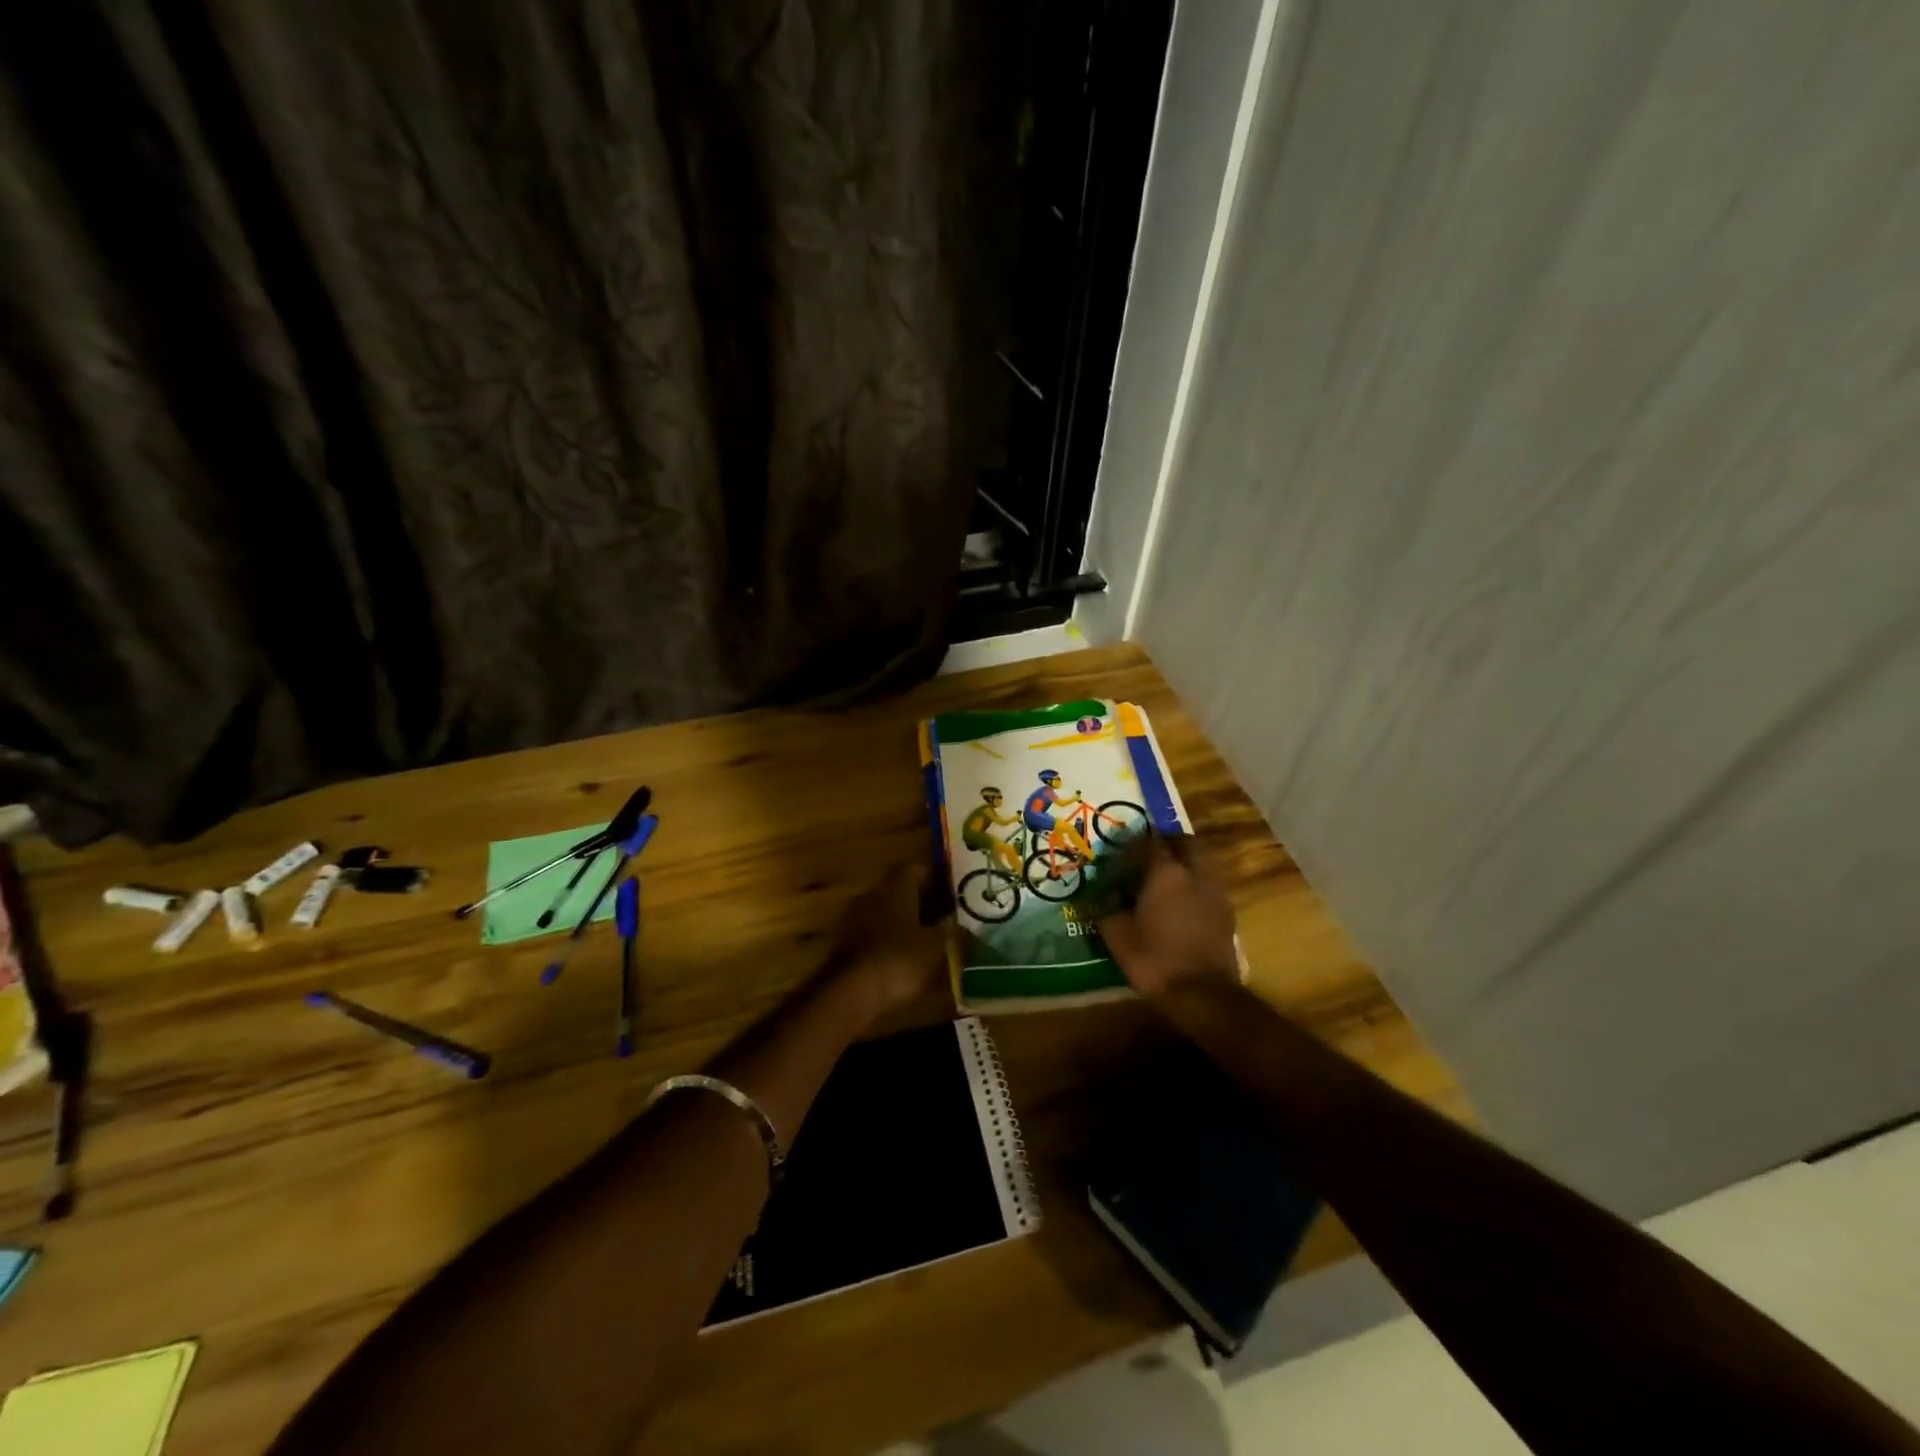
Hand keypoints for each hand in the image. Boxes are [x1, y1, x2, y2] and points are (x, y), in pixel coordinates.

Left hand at [826, 866, 953, 1030]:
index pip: (917, 867)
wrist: (850, 993)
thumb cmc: (899, 960)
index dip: (935, 876)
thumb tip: (956, 918)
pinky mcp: (843, 939)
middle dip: (920, 898)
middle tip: (942, 913)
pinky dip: (887, 936)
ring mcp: (854, 915)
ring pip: (885, 908)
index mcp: (896, 887)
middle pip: (899, 887)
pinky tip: (901, 954)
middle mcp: (873, 893)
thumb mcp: (934, 946)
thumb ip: (947, 928)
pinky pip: (871, 929)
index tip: (951, 888)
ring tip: (924, 935)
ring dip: (902, 918)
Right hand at [1093, 836, 1239, 998]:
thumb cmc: (1154, 959)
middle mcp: (1195, 873)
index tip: (1122, 852)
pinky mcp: (1227, 913)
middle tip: (1149, 855)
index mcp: (1166, 872)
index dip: (1135, 843)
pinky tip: (1182, 904)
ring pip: (1202, 862)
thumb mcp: (1117, 935)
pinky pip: (1209, 886)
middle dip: (1169, 843)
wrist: (1203, 995)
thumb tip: (1102, 897)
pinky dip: (1196, 885)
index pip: (1151, 841)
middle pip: (1186, 842)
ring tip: (1166, 880)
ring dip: (1185, 863)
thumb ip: (1107, 909)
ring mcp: (1215, 892)